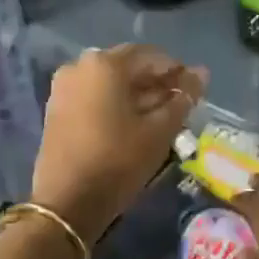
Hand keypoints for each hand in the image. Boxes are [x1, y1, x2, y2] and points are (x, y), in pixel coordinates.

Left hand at [31, 44, 205, 243]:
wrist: (67, 202)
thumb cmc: (119, 161)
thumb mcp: (159, 130)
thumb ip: (183, 98)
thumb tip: (201, 73)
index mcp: (105, 63)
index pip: (152, 56)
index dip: (178, 72)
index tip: (195, 92)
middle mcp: (80, 66)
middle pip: (129, 67)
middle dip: (157, 83)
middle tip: (181, 106)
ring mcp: (64, 87)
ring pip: (111, 82)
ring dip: (138, 94)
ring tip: (161, 117)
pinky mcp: (57, 109)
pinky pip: (94, 96)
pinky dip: (116, 103)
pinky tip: (134, 124)